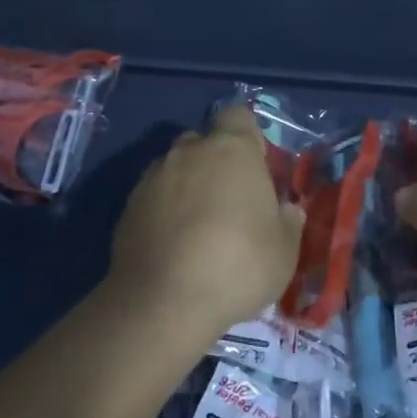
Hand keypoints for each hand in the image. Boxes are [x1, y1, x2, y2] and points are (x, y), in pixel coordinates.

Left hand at [106, 104, 305, 330]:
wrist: (164, 302)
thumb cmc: (238, 266)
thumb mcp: (285, 251)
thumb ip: (289, 221)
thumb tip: (286, 209)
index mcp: (232, 149)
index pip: (238, 115)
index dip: (248, 136)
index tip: (256, 167)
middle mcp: (189, 152)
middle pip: (204, 140)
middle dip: (215, 161)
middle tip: (230, 200)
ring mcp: (153, 177)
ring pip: (175, 168)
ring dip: (188, 185)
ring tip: (198, 226)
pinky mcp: (128, 206)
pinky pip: (153, 196)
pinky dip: (164, 210)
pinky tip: (173, 243)